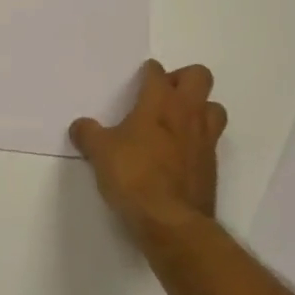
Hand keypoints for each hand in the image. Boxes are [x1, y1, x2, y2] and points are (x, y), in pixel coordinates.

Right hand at [71, 60, 226, 239]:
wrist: (170, 221)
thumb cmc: (133, 176)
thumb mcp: (100, 153)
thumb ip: (88, 134)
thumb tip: (80, 126)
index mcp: (159, 102)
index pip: (158, 72)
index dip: (148, 73)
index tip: (139, 81)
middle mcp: (187, 113)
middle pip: (200, 76)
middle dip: (183, 79)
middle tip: (163, 96)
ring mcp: (205, 140)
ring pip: (214, 107)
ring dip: (199, 109)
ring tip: (177, 123)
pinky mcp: (212, 166)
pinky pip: (211, 141)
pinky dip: (198, 141)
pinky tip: (179, 155)